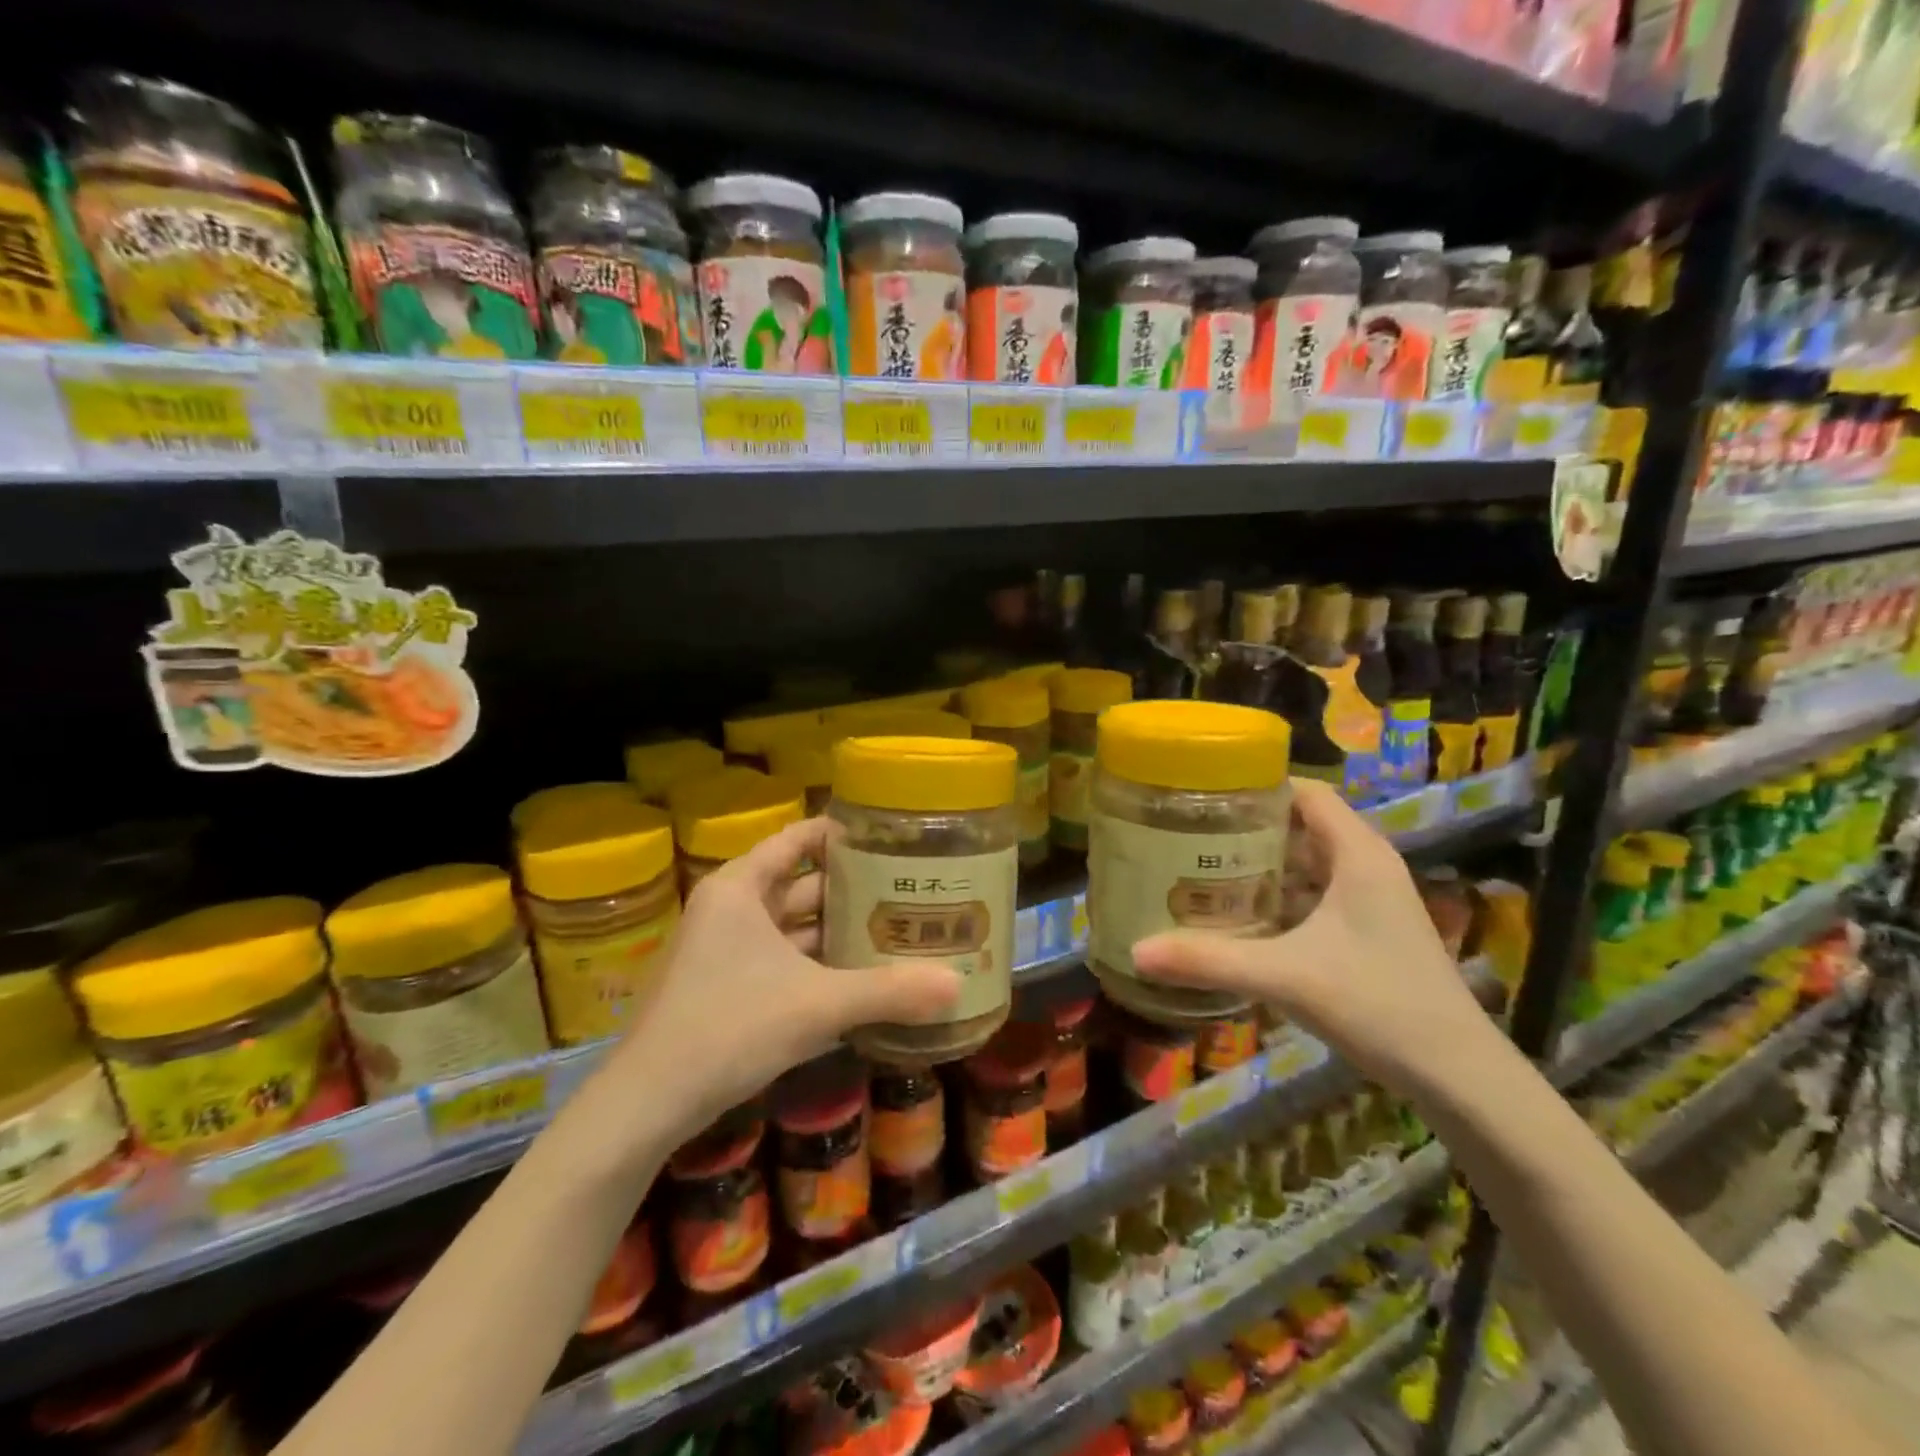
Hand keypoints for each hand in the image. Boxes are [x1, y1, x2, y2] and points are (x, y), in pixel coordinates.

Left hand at [608, 817, 960, 1131]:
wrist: (648, 1103)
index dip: (841, 833)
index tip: (889, 836)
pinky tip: (859, 975)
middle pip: (801, 882)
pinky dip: (817, 963)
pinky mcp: (725, 985)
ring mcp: (724, 949)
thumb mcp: (817, 1004)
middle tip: (908, 887)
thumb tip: (958, 985)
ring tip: (895, 928)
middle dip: (851, 887)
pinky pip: (782, 958)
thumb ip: (888, 992)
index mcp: (741, 888)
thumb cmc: (729, 1027)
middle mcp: (730, 908)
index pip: (798, 839)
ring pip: (792, 925)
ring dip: (836, 930)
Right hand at [1131, 779, 1504, 1098]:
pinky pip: (1317, 894)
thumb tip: (1136, 950)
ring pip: (1310, 862)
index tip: (1204, 794)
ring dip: (1263, 864)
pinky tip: (1245, 917)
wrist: (1460, 1075)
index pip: (1305, 792)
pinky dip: (1281, 895)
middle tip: (1190, 834)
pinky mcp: (1371, 930)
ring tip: (1205, 868)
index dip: (1257, 787)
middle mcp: (1368, 865)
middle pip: (1302, 824)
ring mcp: (1373, 900)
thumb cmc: (1379, 1005)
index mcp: (1358, 854)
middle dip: (1248, 827)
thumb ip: (1210, 960)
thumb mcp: (1286, 977)